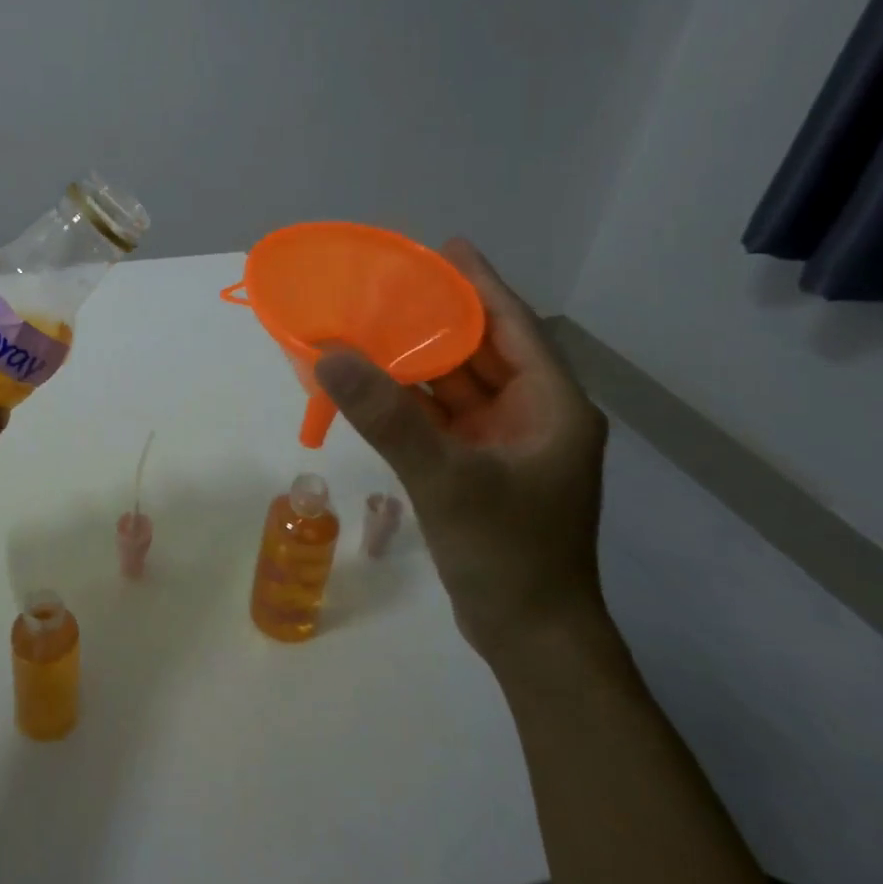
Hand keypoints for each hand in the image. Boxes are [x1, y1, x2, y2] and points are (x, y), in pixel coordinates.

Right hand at [314, 239, 609, 669]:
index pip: (514, 326)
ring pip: (459, 385)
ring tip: (373, 323)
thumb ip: (387, 416)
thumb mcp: (446, 478)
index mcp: (551, 405)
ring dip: (419, 359)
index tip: (443, 246)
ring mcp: (507, 444)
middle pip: (483, 350)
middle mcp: (534, 416)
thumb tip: (330, 354)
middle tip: (390, 282)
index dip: (479, 283)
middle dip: (439, 317)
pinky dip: (412, 400)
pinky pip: (443, 417)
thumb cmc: (507, 552)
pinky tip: (375, 382)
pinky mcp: (482, 468)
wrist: (529, 637)